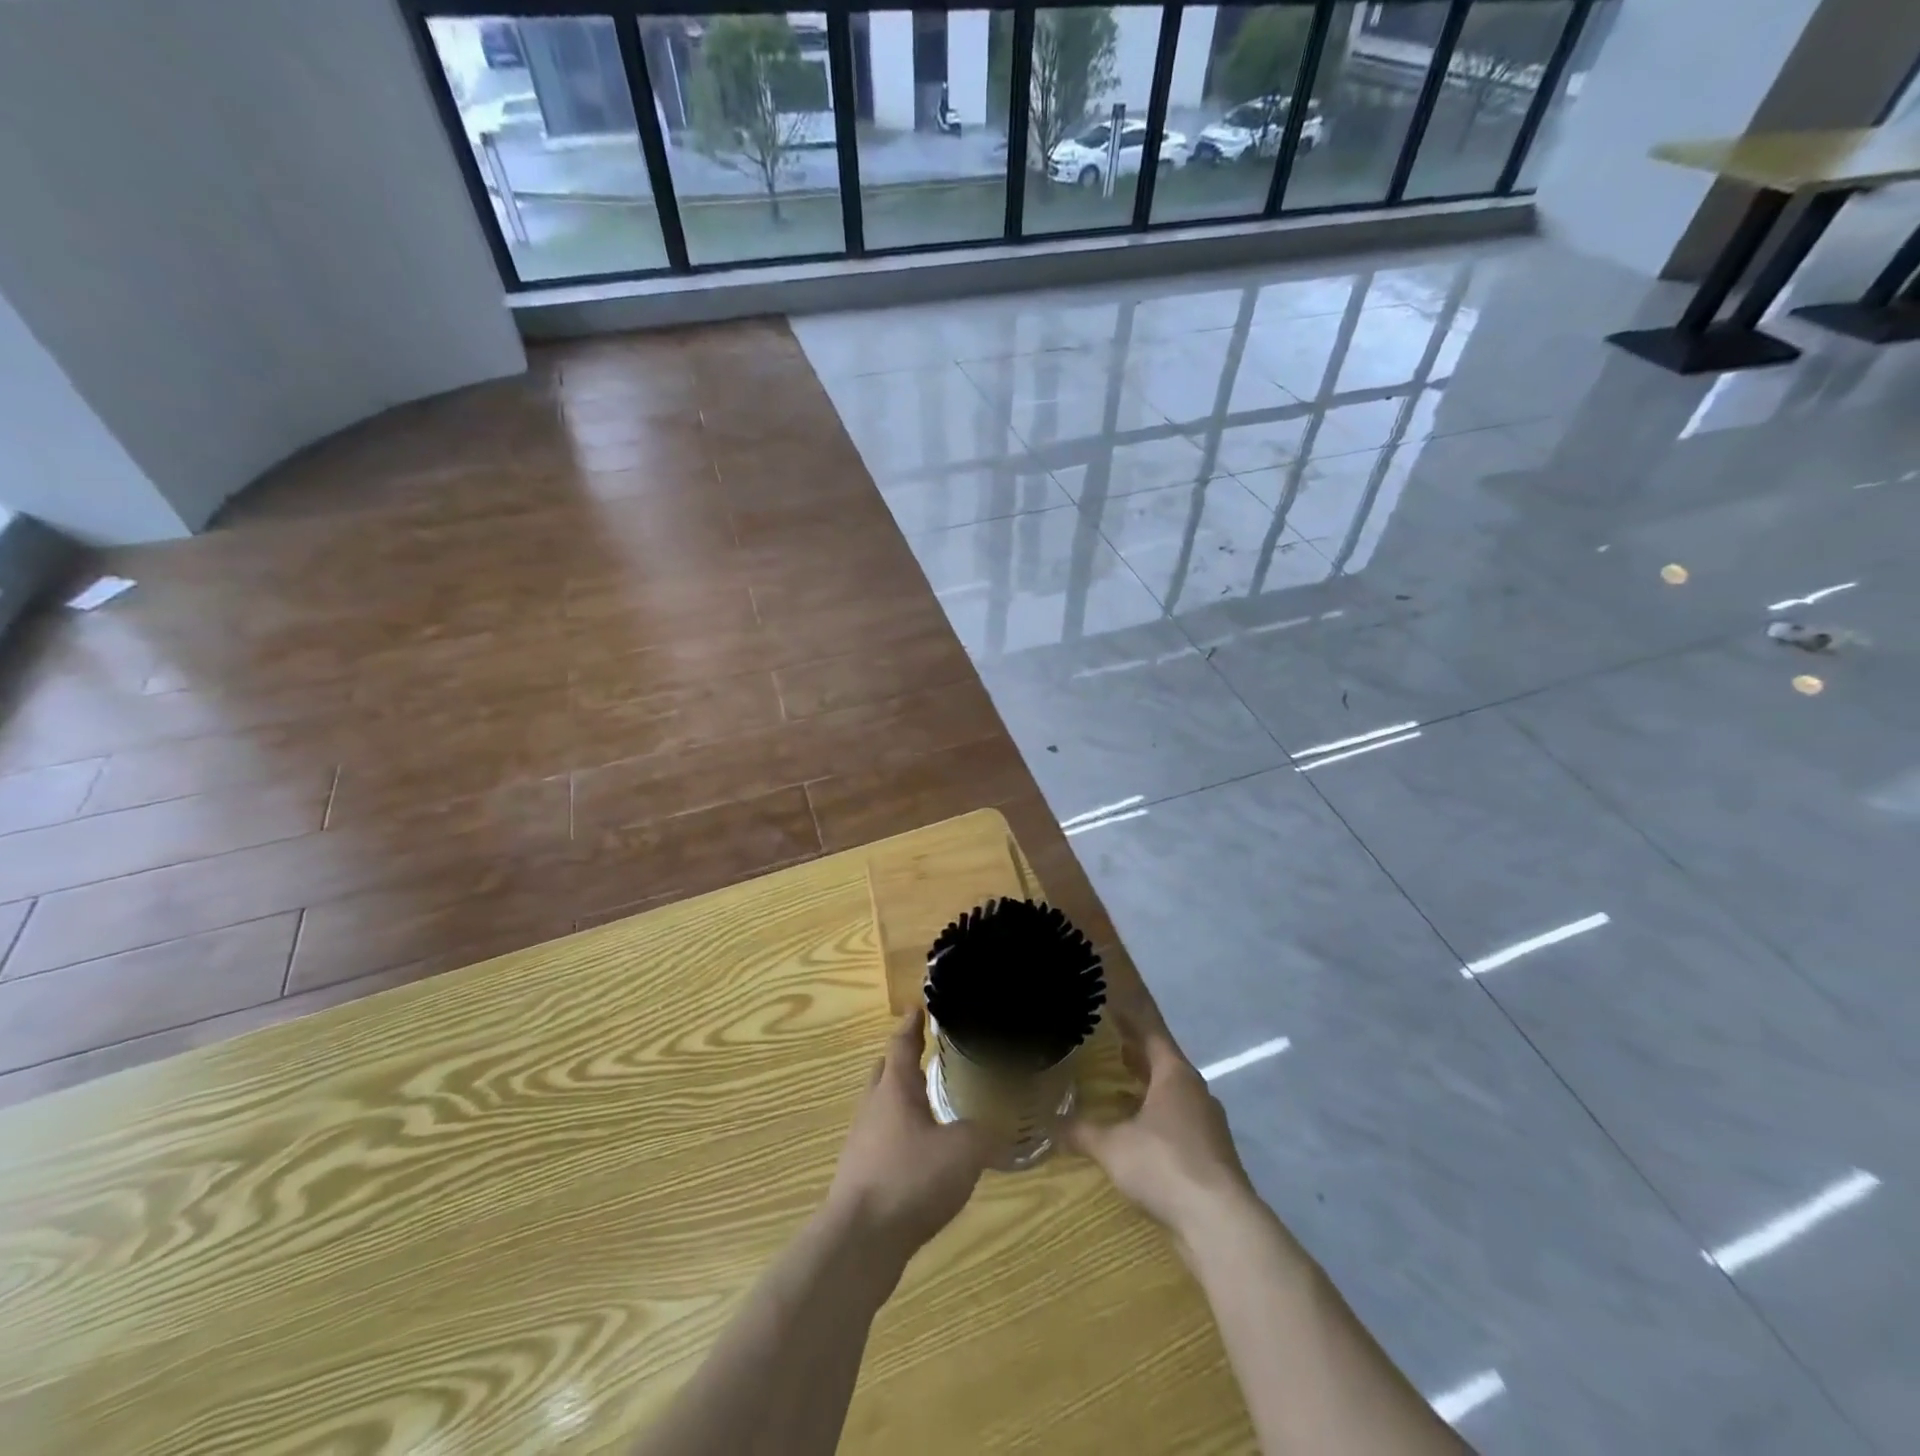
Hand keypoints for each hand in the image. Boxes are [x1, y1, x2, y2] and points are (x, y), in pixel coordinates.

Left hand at [824, 1009, 995, 1262]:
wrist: (859, 1243)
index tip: (918, 1008)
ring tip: (931, 1105)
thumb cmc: (909, 1180)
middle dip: (903, 1061)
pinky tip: (922, 1155)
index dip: (911, 1025)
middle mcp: (873, 1108)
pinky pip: (883, 1141)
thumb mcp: (963, 1151)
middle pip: (885, 1072)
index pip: (901, 1043)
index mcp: (894, 1089)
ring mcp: (863, 1143)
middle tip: (927, 1054)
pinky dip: (901, 1136)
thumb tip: (1003, 1125)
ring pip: (883, 1108)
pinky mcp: (861, 1176)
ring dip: (903, 1101)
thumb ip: (986, 1133)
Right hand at [1064, 1005, 1257, 1248]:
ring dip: (1149, 1090)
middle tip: (1110, 1047)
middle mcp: (1196, 1091)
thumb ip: (1082, 1132)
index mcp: (1175, 1075)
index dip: (1131, 1020)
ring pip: (1174, 1096)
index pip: (1151, 1034)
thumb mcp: (1112, 1147)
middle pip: (1164, 1064)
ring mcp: (1209, 1125)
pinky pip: (1181, 1124)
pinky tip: (1140, 1135)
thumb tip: (1051, 1123)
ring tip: (1120, 1090)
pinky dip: (1159, 1120)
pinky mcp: (1214, 1155)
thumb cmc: (1165, 1165)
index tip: (1113, 1006)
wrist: (1220, 1223)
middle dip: (1138, 1056)